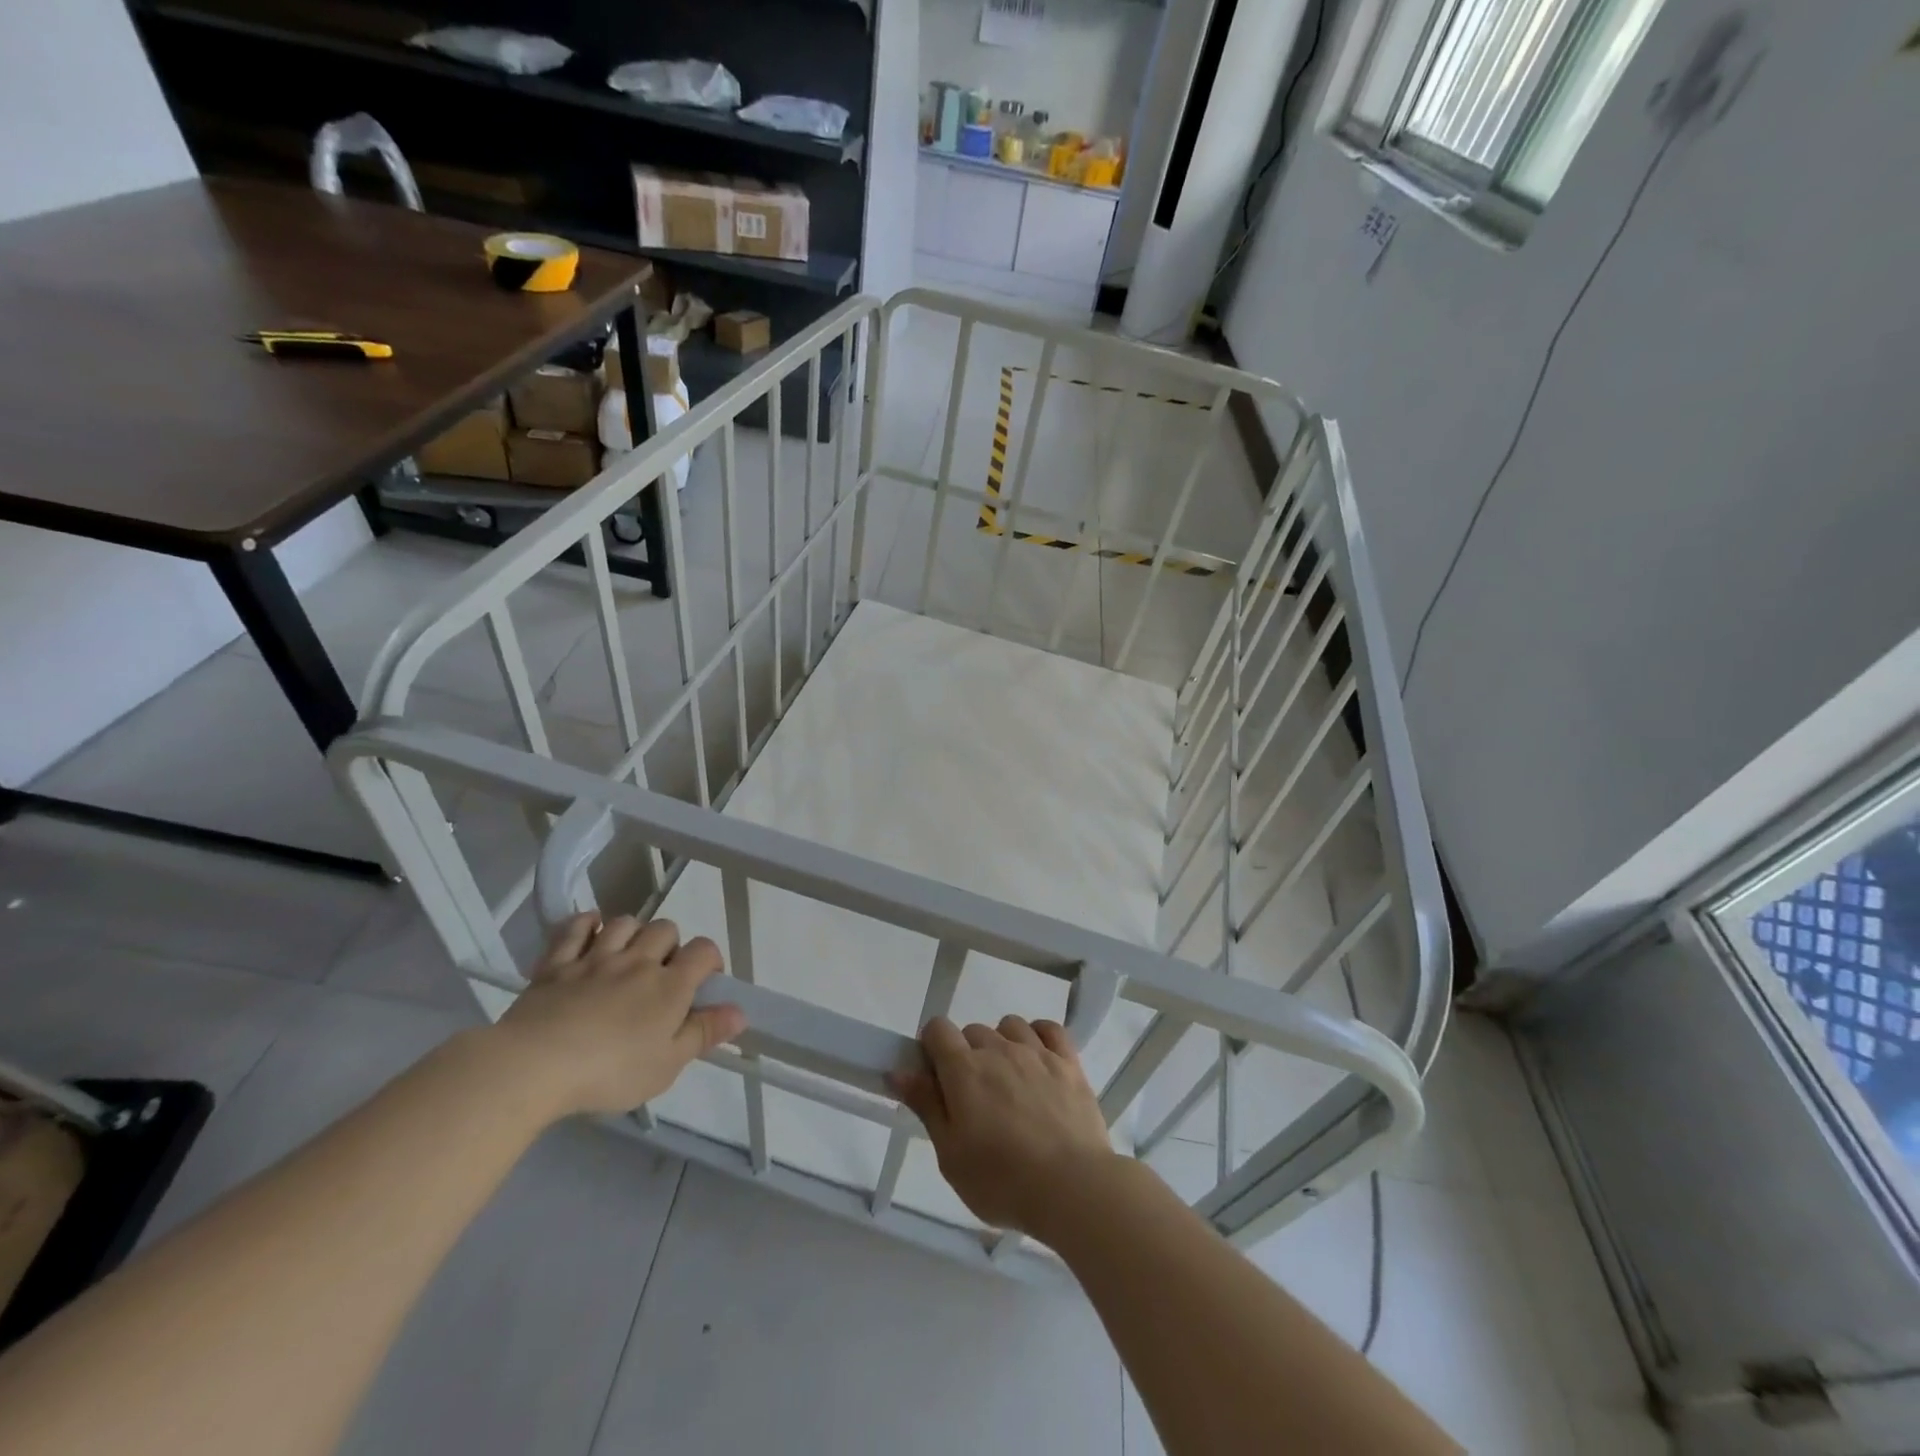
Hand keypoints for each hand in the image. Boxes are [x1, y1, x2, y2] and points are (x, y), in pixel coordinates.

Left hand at [487, 913, 744, 1118]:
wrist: (534, 1066)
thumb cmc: (610, 1071)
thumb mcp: (667, 1065)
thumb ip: (704, 1033)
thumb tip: (740, 1011)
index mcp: (670, 986)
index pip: (704, 950)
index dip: (710, 960)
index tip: (704, 983)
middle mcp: (638, 961)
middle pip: (666, 928)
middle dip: (670, 945)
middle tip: (661, 975)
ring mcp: (595, 957)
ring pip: (625, 922)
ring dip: (632, 933)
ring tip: (627, 956)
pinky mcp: (557, 964)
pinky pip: (575, 928)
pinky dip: (586, 924)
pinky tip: (590, 932)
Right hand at [890, 1015, 1118, 1237]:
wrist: (1073, 1187)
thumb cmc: (1002, 1181)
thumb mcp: (950, 1154)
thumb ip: (926, 1105)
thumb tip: (898, 1070)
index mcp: (964, 1070)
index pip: (937, 1029)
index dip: (931, 1047)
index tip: (935, 1078)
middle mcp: (998, 1049)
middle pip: (972, 1031)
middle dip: (966, 1055)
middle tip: (973, 1098)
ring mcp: (1037, 1052)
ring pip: (1010, 1026)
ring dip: (1002, 1044)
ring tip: (1008, 1082)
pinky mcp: (1068, 1062)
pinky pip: (1049, 1029)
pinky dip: (1039, 1036)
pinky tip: (1038, 1060)